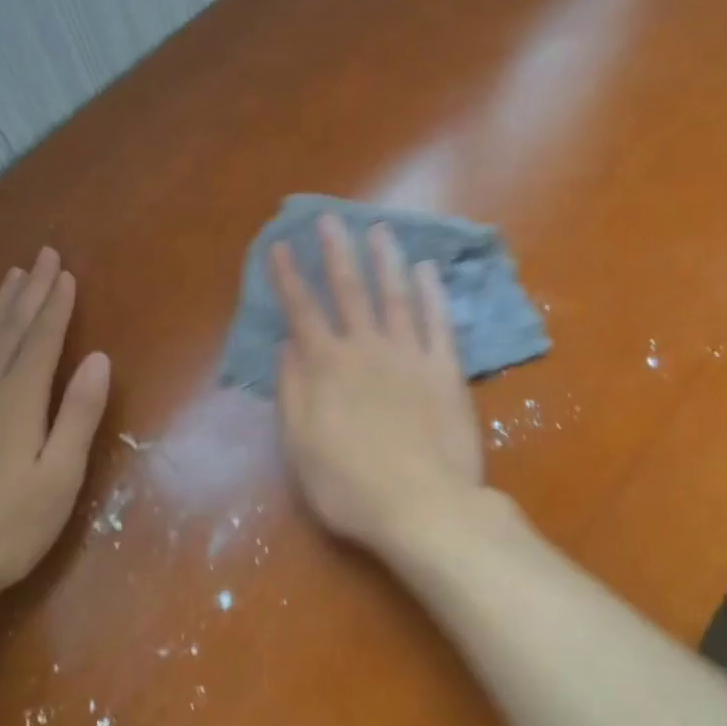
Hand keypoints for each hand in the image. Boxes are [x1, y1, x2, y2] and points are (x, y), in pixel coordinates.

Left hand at [0, 247, 110, 622]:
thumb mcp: (59, 477)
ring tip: (12, 276)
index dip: (56, 304)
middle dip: (30, 291)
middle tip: (43, 256)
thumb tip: (98, 359)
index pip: (42, 339)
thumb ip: (78, 414)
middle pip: (9, 329)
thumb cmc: (7, 529)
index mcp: (18, 400)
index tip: (66, 272)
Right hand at [270, 215, 488, 551]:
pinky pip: (438, 323)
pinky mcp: (445, 370)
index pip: (302, 311)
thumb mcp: (300, 446)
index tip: (281, 246)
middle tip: (330, 219)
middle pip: (349, 291)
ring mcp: (410, 355)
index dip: (289, 277)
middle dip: (337, 252)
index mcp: (327, 367)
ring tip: (379, 228)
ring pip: (395, 296)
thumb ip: (291, 390)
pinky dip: (432, 293)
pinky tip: (426, 270)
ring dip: (385, 260)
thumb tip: (286, 343)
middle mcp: (366, 349)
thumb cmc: (350, 486)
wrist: (423, 507)